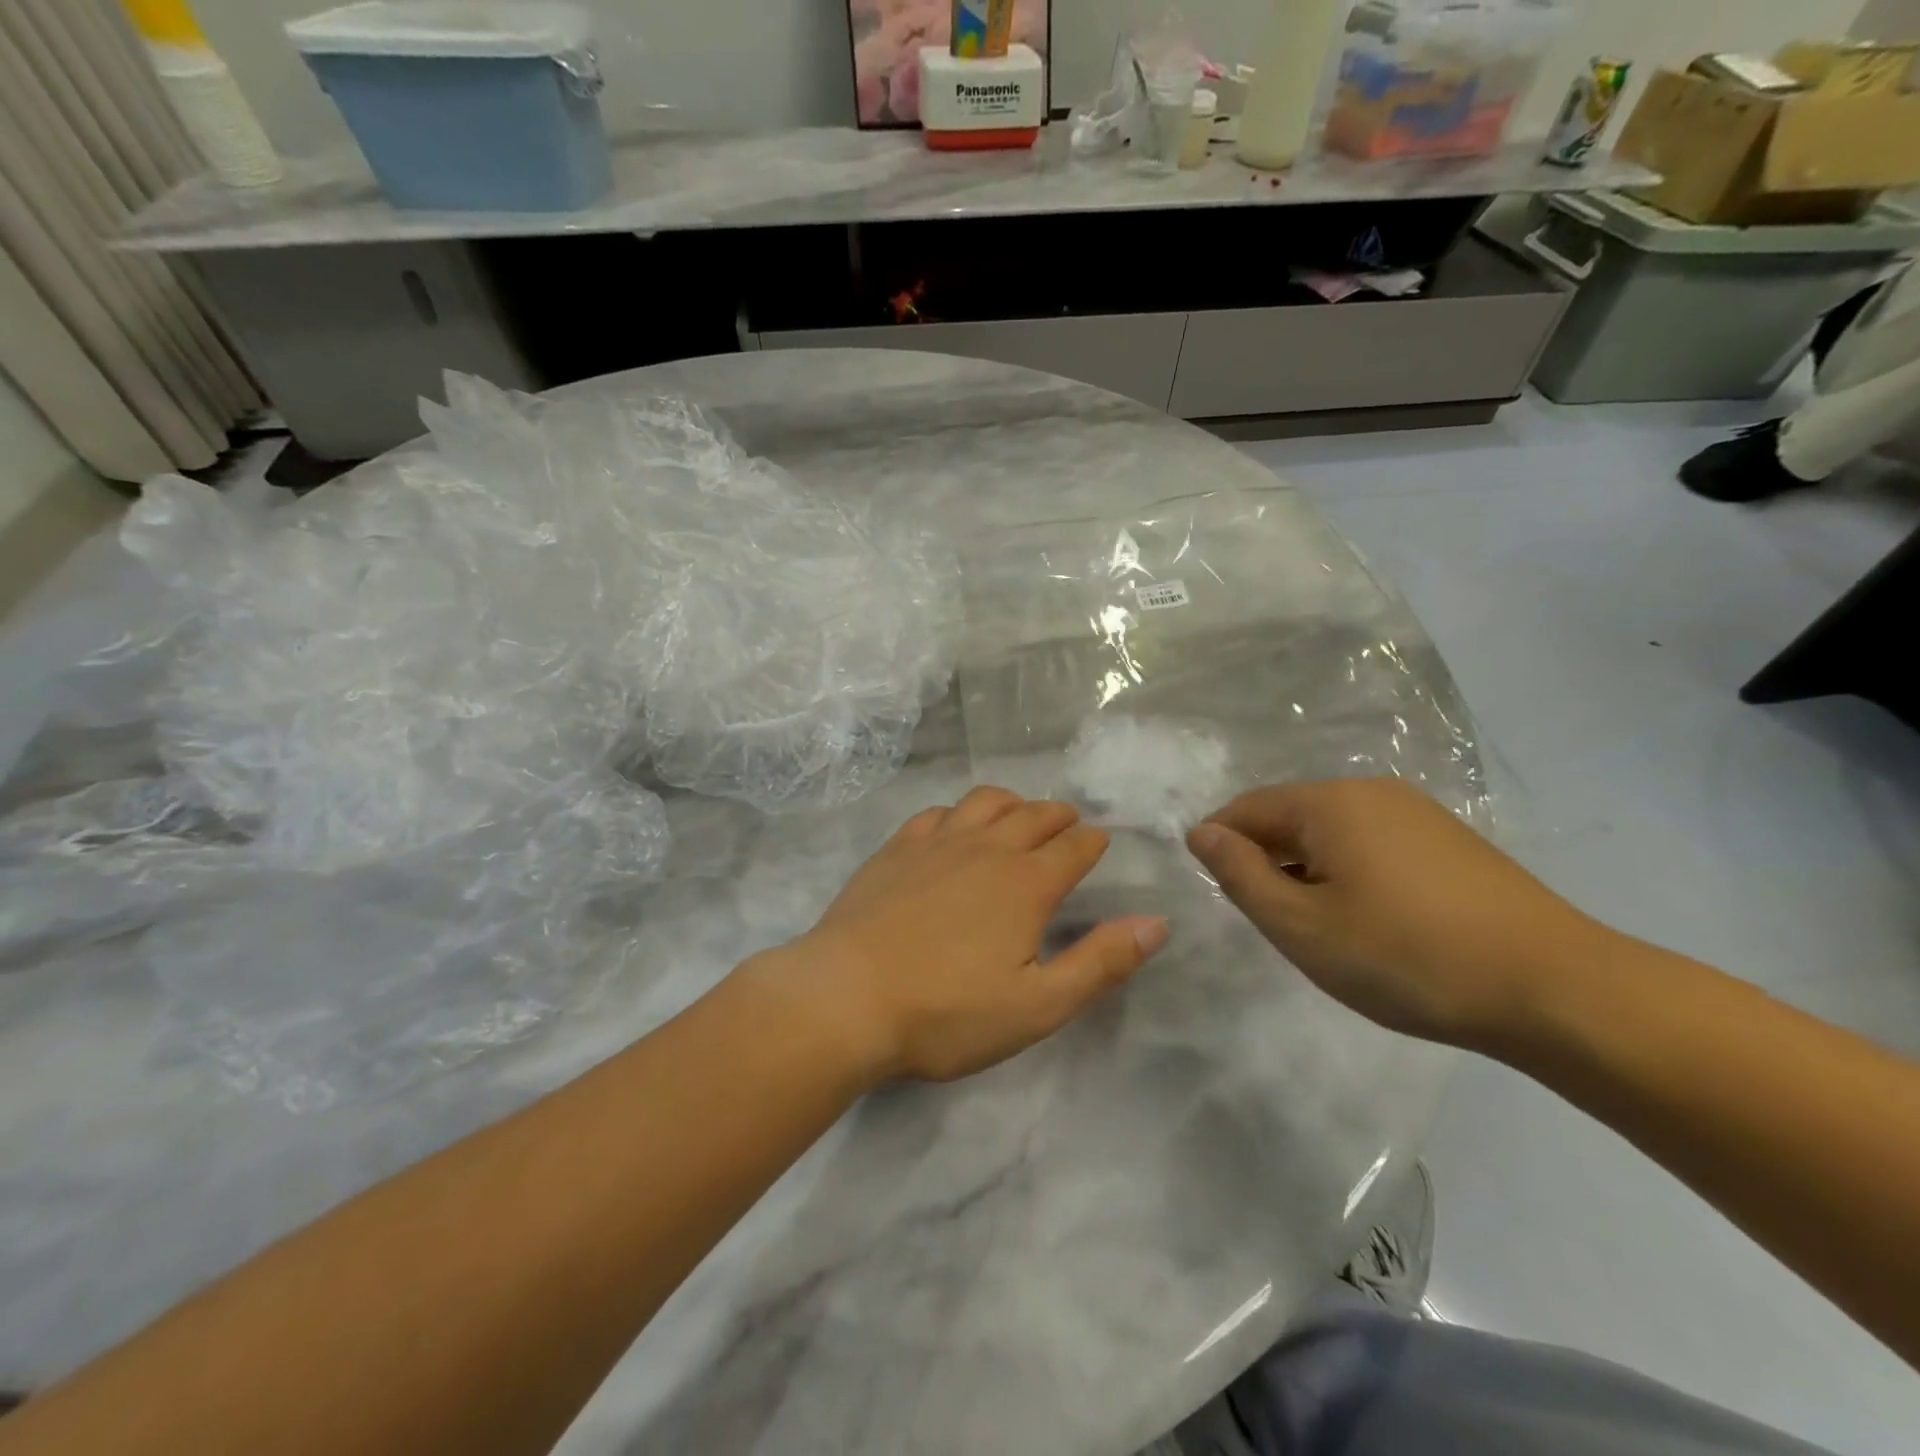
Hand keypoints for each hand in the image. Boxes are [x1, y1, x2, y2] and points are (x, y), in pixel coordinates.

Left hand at [764, 787, 1168, 1084]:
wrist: (845, 998)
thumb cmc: (947, 1012)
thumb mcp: (1037, 1005)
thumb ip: (1100, 962)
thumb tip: (1156, 923)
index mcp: (1026, 883)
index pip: (1074, 847)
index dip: (1093, 842)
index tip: (1100, 843)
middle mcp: (987, 848)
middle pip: (1034, 814)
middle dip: (1059, 817)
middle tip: (1068, 826)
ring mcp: (937, 842)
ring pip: (986, 801)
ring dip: (1012, 803)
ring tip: (1018, 817)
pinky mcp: (896, 848)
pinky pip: (937, 813)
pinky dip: (959, 813)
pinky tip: (953, 829)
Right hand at [1186, 778, 1620, 1051]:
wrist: (1557, 990)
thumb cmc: (1407, 957)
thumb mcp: (1301, 926)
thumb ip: (1241, 875)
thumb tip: (1201, 833)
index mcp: (1329, 803)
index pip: (1247, 808)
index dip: (1218, 844)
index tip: (1218, 892)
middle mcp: (1371, 791)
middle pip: (1290, 816)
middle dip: (1266, 859)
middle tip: (1270, 920)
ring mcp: (1417, 813)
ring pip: (1332, 831)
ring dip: (1307, 868)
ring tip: (1319, 926)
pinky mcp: (1450, 841)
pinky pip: (1372, 843)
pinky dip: (1349, 872)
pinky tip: (1370, 919)